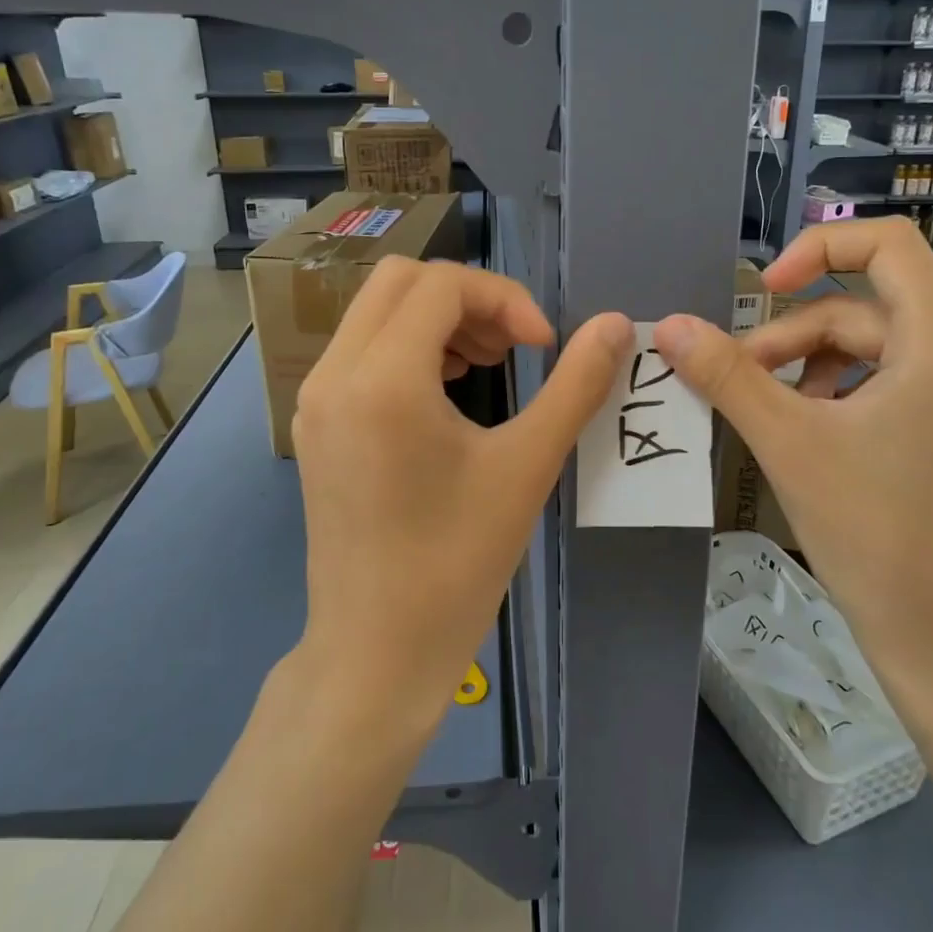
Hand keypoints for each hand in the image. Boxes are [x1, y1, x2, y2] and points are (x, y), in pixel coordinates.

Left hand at [291, 257, 631, 729]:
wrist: (377, 652)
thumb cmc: (456, 564)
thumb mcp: (527, 467)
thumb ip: (576, 385)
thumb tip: (616, 325)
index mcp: (382, 379)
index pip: (442, 285)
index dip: (506, 299)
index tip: (544, 346)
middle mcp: (335, 374)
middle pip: (400, 280)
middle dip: (468, 298)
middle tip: (514, 346)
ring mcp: (316, 400)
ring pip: (375, 311)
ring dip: (437, 318)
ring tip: (488, 365)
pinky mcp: (316, 425)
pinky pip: (360, 351)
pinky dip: (408, 346)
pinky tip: (448, 392)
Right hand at [654, 219, 932, 695]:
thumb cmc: (875, 534)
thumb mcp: (789, 442)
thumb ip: (727, 375)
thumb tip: (670, 327)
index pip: (890, 244)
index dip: (818, 247)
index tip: (763, 291)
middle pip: (865, 307)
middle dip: (793, 336)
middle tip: (736, 381)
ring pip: (873, 350)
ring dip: (809, 368)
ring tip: (766, 414)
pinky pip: (890, 385)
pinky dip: (838, 395)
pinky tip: (804, 434)